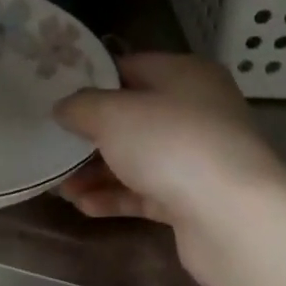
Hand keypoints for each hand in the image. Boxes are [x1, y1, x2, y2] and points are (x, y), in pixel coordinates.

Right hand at [55, 53, 285, 285]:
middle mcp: (196, 111)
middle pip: (132, 117)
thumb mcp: (113, 114)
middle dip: (90, 135)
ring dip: (97, 172)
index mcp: (184, 75)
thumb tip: (64, 107)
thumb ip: (81, 107)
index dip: (91, 81)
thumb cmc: (171, 144)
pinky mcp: (194, 199)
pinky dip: (116, 197)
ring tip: (60, 187)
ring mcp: (197, 157)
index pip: (130, 68)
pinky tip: (84, 206)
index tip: (55, 96)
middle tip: (53, 146)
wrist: (232, 217)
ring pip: (137, 159)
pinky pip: (146, 192)